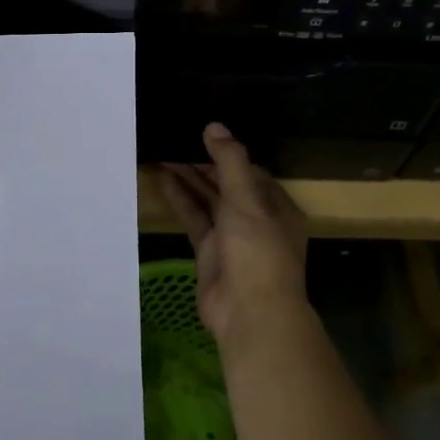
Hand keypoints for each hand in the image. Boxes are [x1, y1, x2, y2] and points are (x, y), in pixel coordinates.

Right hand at [160, 123, 308, 349]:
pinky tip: (162, 179)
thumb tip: (214, 126)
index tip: (202, 134)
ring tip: (164, 153)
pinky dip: (180, 200)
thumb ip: (230, 162)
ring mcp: (232, 237)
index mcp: (276, 207)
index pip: (251, 171)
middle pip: (227, 185)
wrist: (249, 313)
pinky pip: (194, 219)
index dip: (228, 153)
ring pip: (208, 201)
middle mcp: (256, 220)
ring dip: (189, 179)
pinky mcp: (209, 252)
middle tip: (176, 140)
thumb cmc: (257, 251)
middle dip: (204, 164)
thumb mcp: (247, 200)